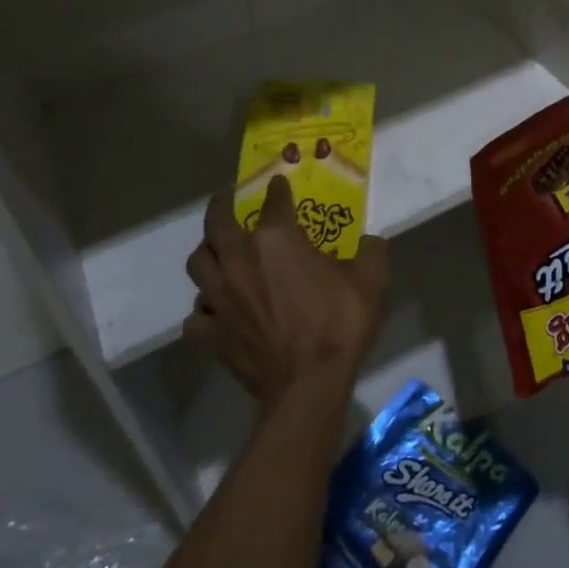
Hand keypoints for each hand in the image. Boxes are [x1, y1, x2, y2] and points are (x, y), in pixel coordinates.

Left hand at [184, 176, 390, 406]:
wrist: (309, 384)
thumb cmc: (340, 323)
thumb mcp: (371, 278)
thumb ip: (371, 250)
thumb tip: (370, 241)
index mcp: (276, 239)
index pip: (273, 201)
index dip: (277, 189)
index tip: (278, 183)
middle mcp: (239, 260)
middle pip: (216, 224)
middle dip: (220, 206)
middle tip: (227, 200)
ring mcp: (220, 299)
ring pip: (197, 265)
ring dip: (207, 254)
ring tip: (217, 252)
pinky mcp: (211, 334)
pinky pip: (196, 317)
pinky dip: (205, 310)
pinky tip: (217, 311)